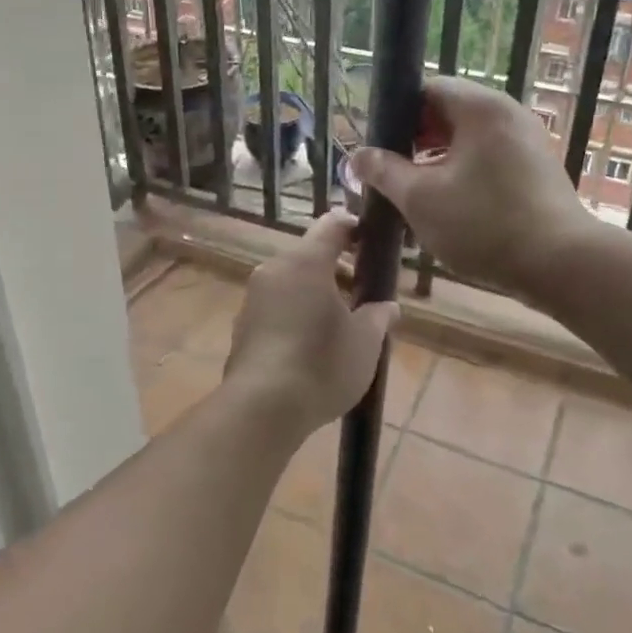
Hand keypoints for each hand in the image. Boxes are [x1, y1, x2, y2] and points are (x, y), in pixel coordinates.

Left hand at [224, 212, 399, 441]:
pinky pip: (276, 305)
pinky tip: (312, 345)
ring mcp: (254, 297)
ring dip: (317, 292)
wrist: (261, 408)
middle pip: (310, 254)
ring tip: (342, 324)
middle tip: (364, 295)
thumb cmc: (321, 364)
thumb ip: (379, 317)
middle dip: (339, 269)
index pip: (332, 224)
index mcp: (306, 262)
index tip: (372, 243)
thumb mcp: (365, 342)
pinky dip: (297, 312)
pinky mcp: (242, 325)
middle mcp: (274, 269)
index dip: (355, 227)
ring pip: (292, 281)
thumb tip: (388, 307)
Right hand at [350, 77, 591, 297]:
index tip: (379, 147)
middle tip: (389, 174)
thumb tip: (357, 156)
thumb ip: (384, 172)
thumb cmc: (484, 223)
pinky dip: (463, 175)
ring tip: (413, 195)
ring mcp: (527, 143)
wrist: (561, 265)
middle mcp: (508, 115)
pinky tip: (446, 208)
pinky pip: (488, 160)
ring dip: (436, 162)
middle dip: (414, 142)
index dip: (396, 114)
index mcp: (481, 108)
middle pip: (448, 114)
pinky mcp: (536, 171)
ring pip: (467, 141)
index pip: (428, 89)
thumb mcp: (420, 198)